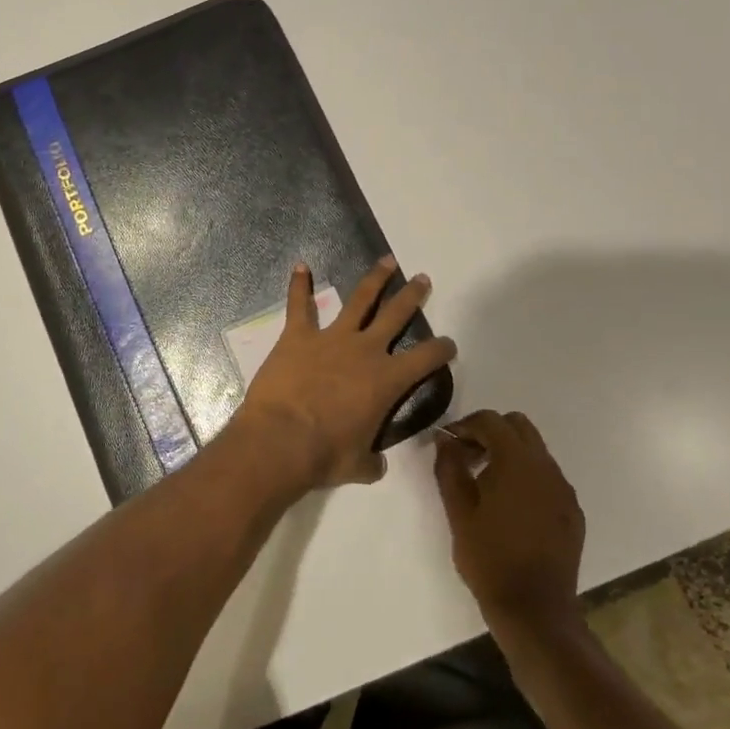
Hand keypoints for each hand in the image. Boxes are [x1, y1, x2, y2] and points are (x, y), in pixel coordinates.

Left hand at [238, 258, 457, 488]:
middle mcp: (365, 351)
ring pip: (359, 300)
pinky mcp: (298, 336)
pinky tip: (300, 266)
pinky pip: (299, 305)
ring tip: (386, 261)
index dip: (442, 350)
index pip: (426, 359)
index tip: (449, 345)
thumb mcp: (357, 466)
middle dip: (412, 296)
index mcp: (387, 381)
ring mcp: (331, 339)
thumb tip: (376, 466)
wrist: (280, 440)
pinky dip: (299, 285)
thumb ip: (371, 462)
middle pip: (396, 315)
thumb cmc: (324, 456)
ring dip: (374, 279)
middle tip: (423, 279)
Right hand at [434, 410, 585, 632]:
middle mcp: (546, 467)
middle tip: (468, 458)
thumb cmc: (490, 558)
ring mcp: (563, 489)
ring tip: (486, 484)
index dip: (465, 425)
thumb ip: (449, 468)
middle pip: (518, 426)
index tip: (448, 444)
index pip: (491, 421)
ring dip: (509, 454)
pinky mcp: (572, 510)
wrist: (535, 609)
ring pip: (535, 451)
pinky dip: (526, 477)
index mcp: (517, 462)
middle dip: (490, 433)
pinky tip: (511, 508)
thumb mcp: (458, 512)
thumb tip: (444, 440)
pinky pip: (547, 477)